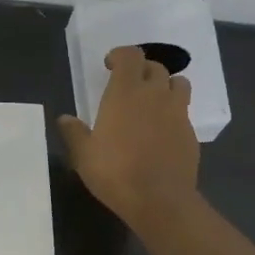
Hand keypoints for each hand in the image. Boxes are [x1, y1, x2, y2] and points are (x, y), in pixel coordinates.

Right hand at [58, 45, 200, 231]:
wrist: (160, 200)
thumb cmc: (116, 173)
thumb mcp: (84, 156)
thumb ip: (74, 133)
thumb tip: (64, 119)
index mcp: (126, 92)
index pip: (130, 55)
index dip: (121, 55)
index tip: (110, 65)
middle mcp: (155, 94)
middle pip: (155, 67)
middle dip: (142, 70)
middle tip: (129, 85)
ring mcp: (177, 112)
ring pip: (178, 83)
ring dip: (165, 86)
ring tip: (153, 101)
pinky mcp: (191, 132)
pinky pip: (184, 111)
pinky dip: (174, 112)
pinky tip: (162, 131)